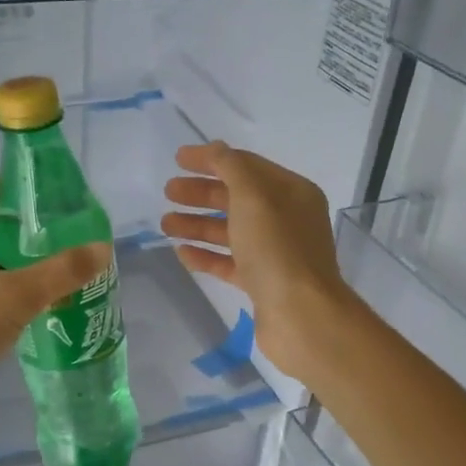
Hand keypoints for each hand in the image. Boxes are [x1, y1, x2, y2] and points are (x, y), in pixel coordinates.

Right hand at [161, 142, 356, 380]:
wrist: (300, 315)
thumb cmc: (277, 248)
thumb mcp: (253, 196)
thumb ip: (231, 167)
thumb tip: (215, 149)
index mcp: (291, 192)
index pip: (246, 166)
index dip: (212, 160)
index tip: (177, 159)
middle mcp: (286, 219)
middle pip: (236, 198)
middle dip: (201, 193)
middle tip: (168, 192)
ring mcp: (275, 253)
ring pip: (230, 231)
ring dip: (197, 224)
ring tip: (165, 224)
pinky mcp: (263, 283)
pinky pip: (230, 263)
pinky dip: (206, 255)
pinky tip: (181, 252)